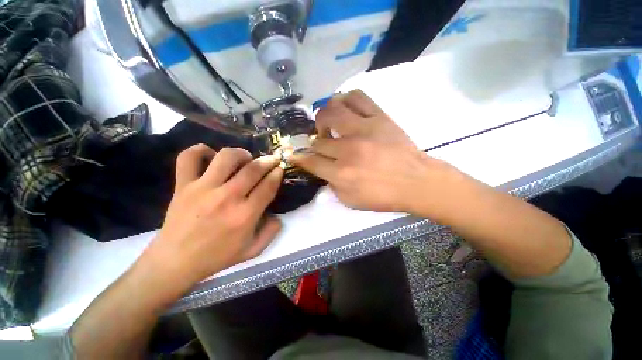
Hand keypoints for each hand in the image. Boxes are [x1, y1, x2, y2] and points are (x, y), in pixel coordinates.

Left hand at [148, 145, 283, 284]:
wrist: (175, 262)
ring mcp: (203, 189)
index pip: (268, 186)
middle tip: (272, 159)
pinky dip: (200, 150)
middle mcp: (227, 198)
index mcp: (245, 215)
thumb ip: (271, 232)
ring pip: (226, 157)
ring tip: (245, 158)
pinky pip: (189, 158)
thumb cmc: (217, 257)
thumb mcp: (253, 250)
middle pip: (253, 169)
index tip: (280, 168)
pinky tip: (211, 156)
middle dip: (268, 161)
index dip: (277, 174)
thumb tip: (277, 214)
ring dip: (241, 154)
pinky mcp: (182, 185)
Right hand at [291, 90, 462, 215]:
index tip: (296, 155)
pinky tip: (344, 108)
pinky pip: (357, 97)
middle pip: (318, 140)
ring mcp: (363, 129)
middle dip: (314, 144)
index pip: (310, 161)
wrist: (416, 182)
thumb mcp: (351, 201)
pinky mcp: (379, 117)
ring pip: (332, 111)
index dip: (300, 158)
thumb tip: (322, 169)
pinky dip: (345, 100)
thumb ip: (331, 185)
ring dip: (323, 117)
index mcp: (341, 173)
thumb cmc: (383, 196)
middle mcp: (348, 149)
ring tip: (328, 124)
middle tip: (320, 145)